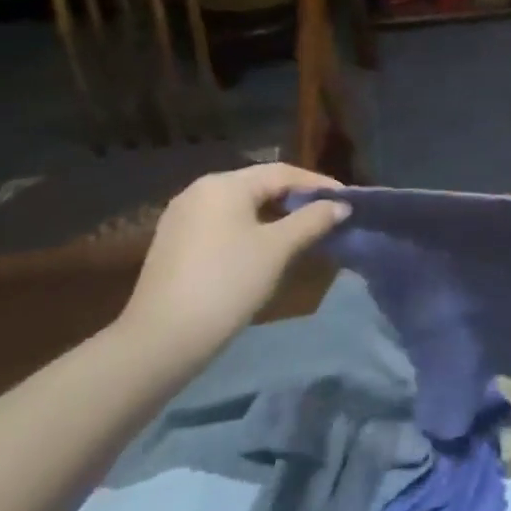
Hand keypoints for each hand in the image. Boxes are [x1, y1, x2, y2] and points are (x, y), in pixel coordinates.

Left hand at [113, 163, 350, 357]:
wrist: (164, 337)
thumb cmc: (228, 282)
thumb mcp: (278, 248)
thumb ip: (313, 220)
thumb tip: (341, 205)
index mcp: (224, 184)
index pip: (282, 172)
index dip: (318, 183)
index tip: (347, 200)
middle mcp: (199, 191)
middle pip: (260, 185)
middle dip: (297, 198)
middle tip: (329, 215)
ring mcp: (183, 217)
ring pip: (241, 205)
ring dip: (276, 214)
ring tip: (305, 231)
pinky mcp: (176, 242)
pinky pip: (224, 223)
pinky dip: (252, 228)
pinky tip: (268, 248)